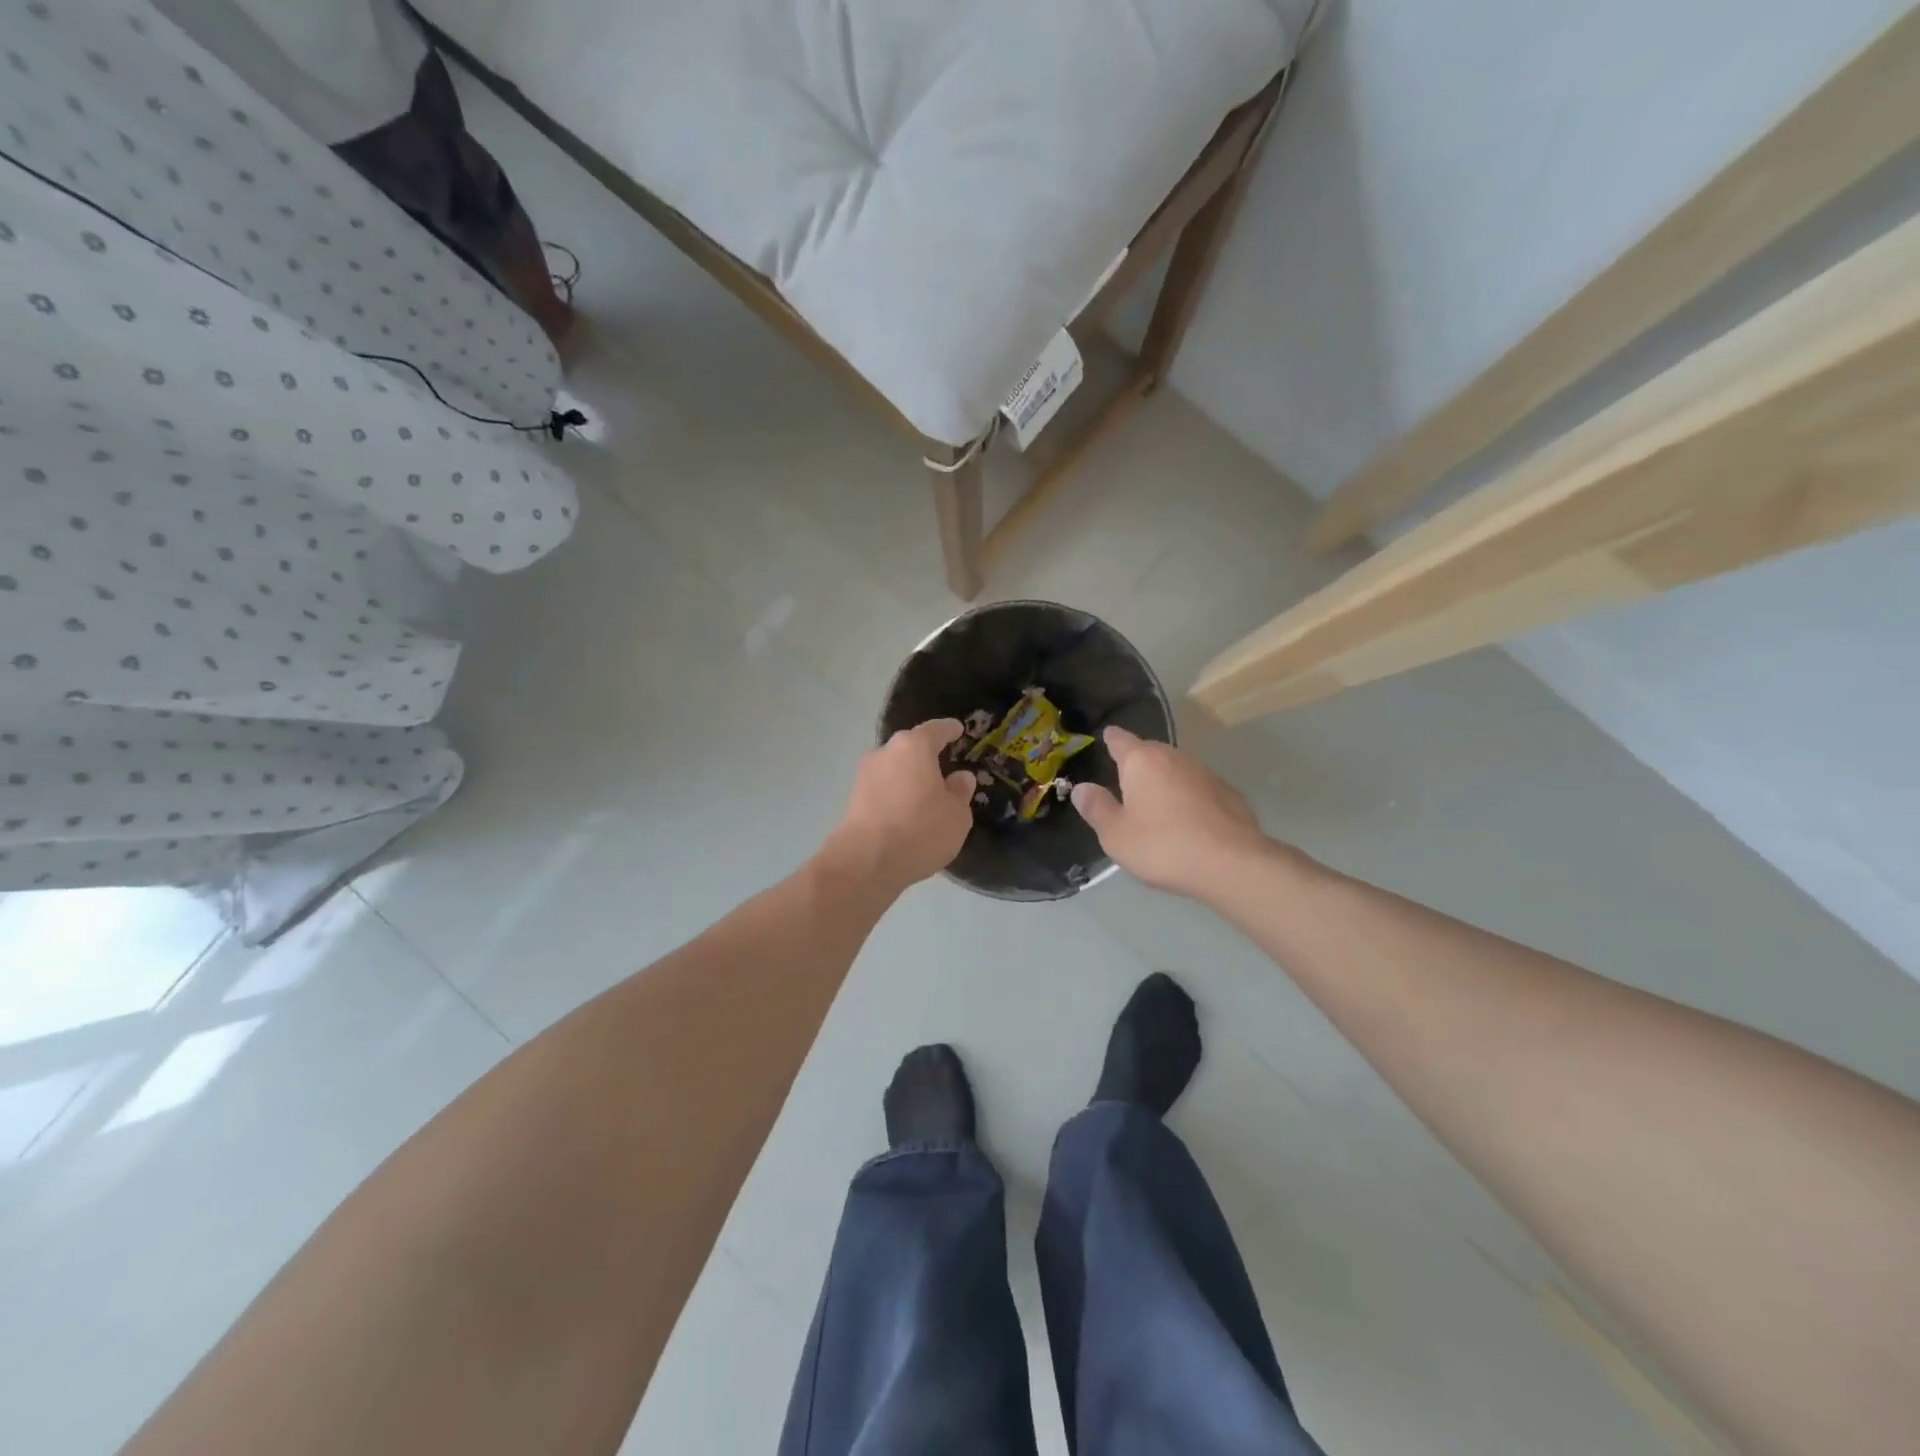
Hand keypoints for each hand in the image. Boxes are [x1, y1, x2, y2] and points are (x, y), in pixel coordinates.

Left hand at [824, 719, 975, 890]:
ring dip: (909, 778)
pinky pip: (883, 789)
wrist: (865, 862)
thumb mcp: (956, 815)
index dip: (949, 730)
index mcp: (914, 746)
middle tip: (945, 768)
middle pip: (910, 748)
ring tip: (926, 796)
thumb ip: (960, 792)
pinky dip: (896, 795)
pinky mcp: (853, 798)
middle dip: (927, 756)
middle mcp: (885, 752)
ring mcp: (865, 774)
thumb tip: (960, 778)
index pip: (936, 730)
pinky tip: (907, 812)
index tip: (958, 730)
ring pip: (894, 769)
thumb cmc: (920, 830)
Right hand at [1070, 726, 1270, 897]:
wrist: (1231, 863)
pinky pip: (1197, 787)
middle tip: (1126, 778)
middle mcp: (1174, 757)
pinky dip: (1187, 795)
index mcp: (1141, 761)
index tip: (1107, 737)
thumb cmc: (1162, 846)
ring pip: (1176, 768)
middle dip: (1138, 761)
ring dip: (1164, 779)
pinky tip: (1186, 818)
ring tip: (1155, 800)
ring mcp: (1204, 773)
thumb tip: (1082, 788)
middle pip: (1150, 751)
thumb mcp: (1116, 835)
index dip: (1111, 739)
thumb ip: (1097, 809)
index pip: (1121, 740)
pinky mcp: (1228, 793)